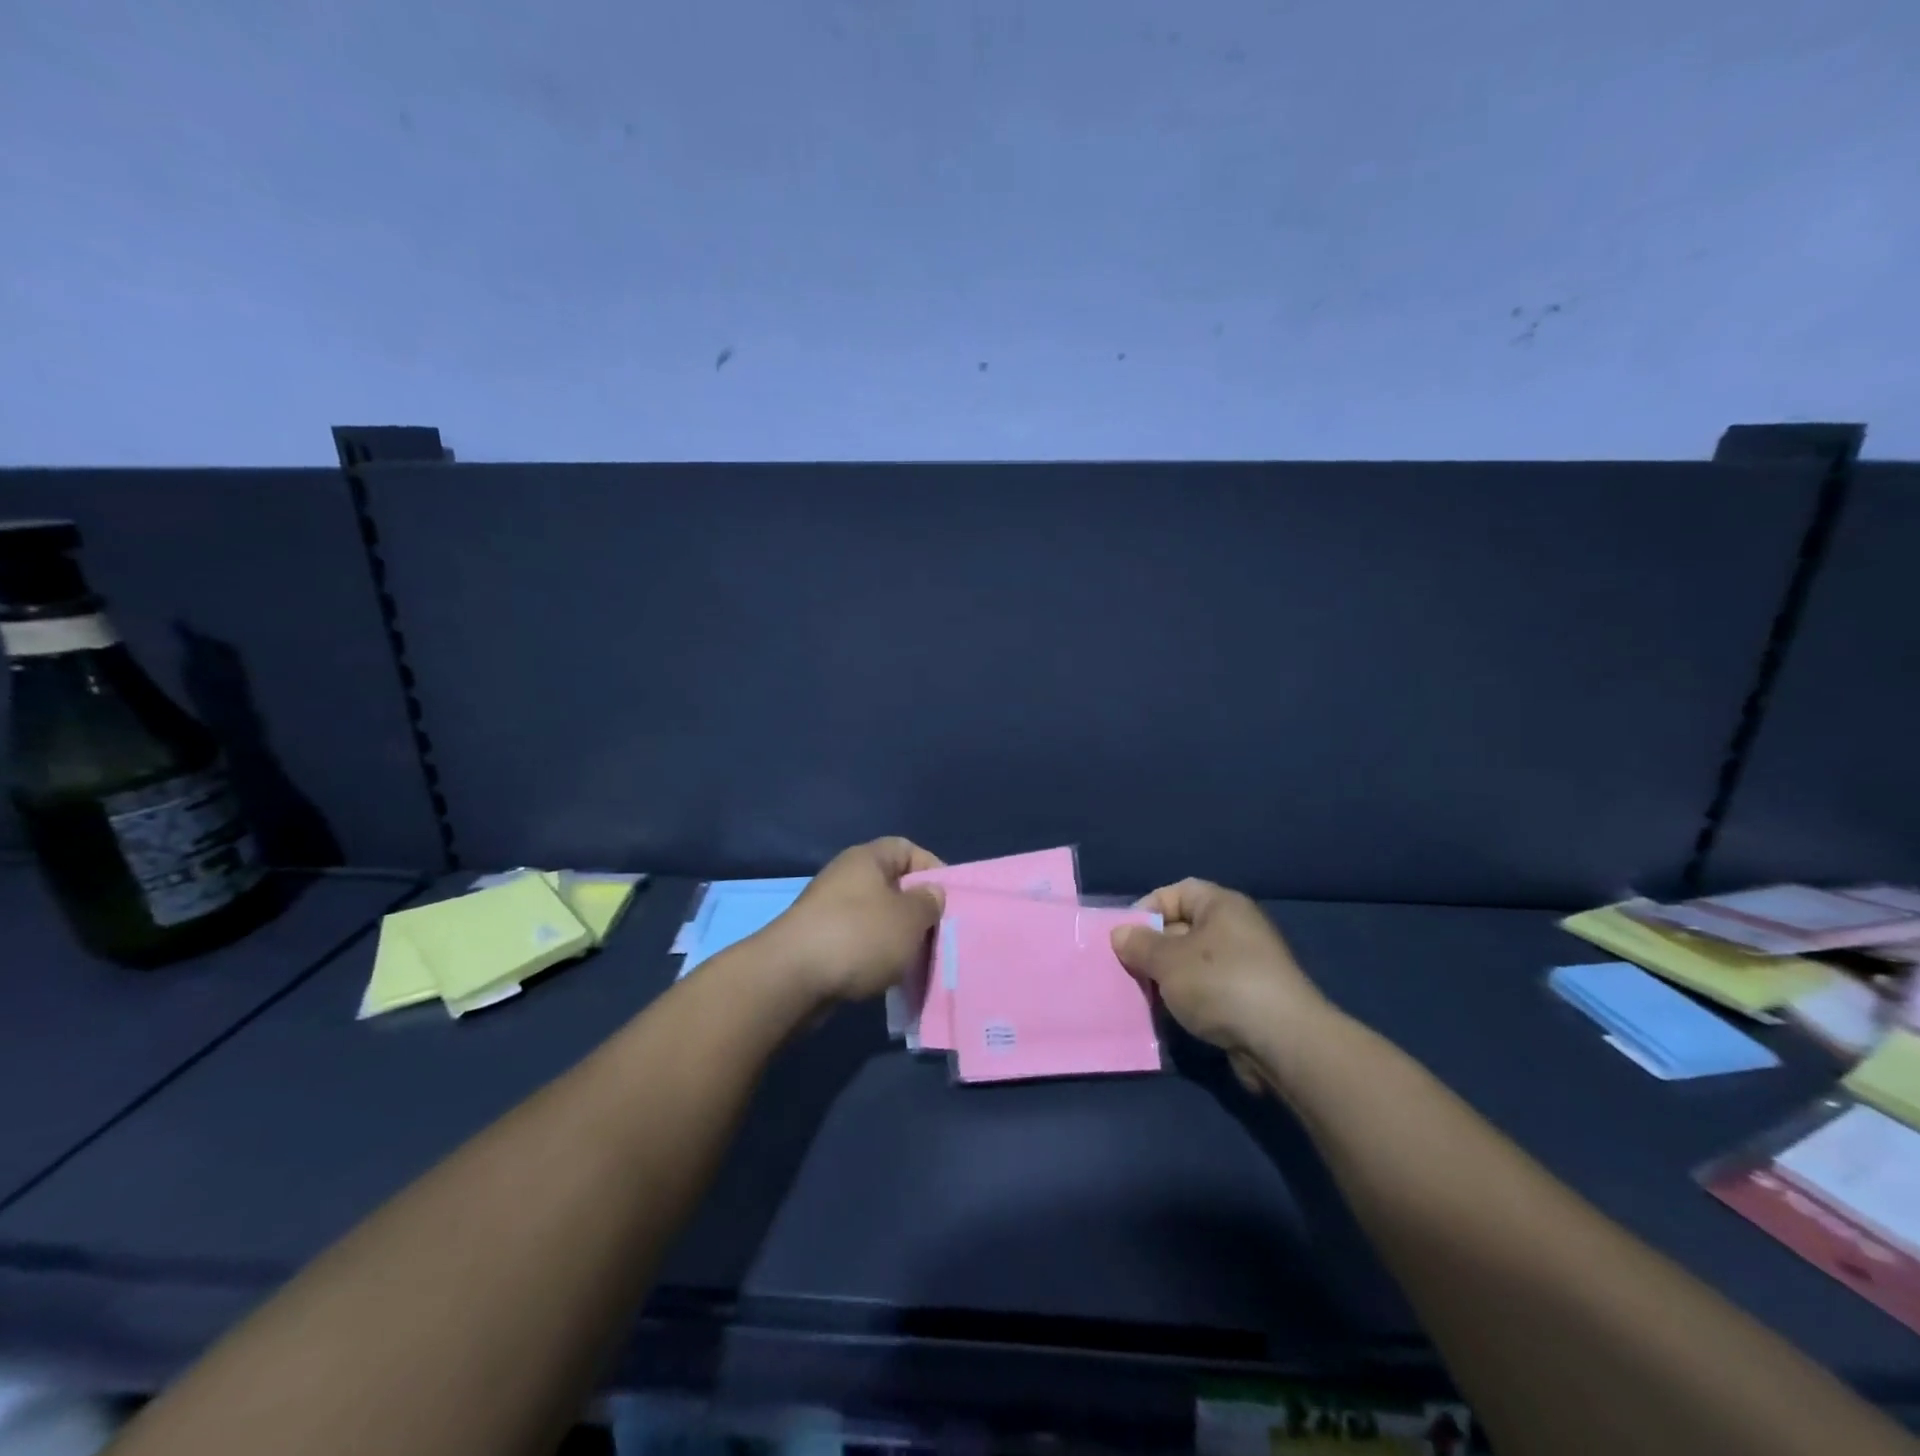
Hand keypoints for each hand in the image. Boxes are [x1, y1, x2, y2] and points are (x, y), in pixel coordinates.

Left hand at [763, 838, 946, 1004]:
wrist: (791, 977)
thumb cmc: (859, 936)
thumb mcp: (909, 918)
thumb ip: (928, 903)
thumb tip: (931, 892)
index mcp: (867, 859)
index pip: (907, 849)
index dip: (931, 869)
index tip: (947, 900)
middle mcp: (845, 876)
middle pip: (892, 885)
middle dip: (915, 910)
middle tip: (935, 934)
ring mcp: (828, 909)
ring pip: (875, 916)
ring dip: (895, 937)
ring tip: (913, 960)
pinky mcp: (817, 941)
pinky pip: (856, 941)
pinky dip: (872, 955)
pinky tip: (883, 975)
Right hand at [1111, 879, 1335, 1087]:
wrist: (1283, 1041)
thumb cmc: (1220, 984)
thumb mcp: (1167, 961)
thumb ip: (1139, 945)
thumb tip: (1121, 934)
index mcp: (1222, 905)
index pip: (1177, 892)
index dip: (1148, 909)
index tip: (1125, 936)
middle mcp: (1238, 928)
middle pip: (1184, 928)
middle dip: (1155, 948)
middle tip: (1130, 969)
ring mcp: (1250, 965)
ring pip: (1196, 963)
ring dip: (1171, 979)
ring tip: (1148, 996)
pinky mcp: (1254, 999)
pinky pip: (1212, 990)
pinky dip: (1192, 1000)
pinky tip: (1176, 1016)